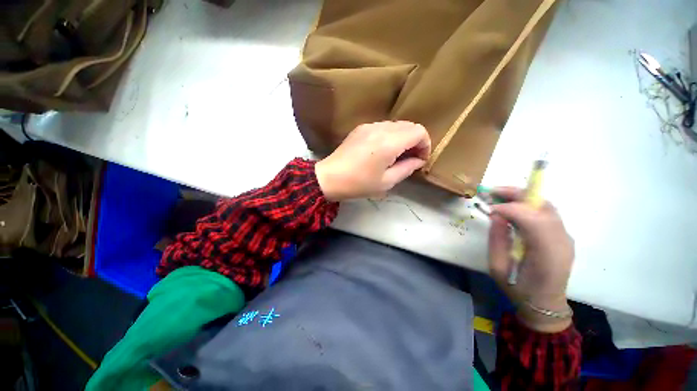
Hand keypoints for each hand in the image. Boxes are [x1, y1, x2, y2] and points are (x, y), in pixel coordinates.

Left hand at [315, 121, 430, 201]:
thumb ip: (407, 168)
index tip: (420, 159)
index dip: (425, 144)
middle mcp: (381, 128)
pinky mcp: (361, 128)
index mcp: (389, 142)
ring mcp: (369, 126)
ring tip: (397, 155)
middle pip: (409, 125)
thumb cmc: (359, 184)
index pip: (419, 131)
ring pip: (397, 125)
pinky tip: (383, 150)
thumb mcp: (386, 182)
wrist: (330, 178)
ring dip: (403, 138)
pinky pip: (383, 127)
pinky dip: (390, 135)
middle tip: (411, 158)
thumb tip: (418, 160)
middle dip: (415, 141)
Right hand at [488, 187, 574, 332]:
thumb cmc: (518, 289)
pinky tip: (512, 207)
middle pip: (543, 206)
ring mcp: (565, 237)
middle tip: (491, 191)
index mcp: (546, 255)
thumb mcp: (498, 267)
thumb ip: (497, 239)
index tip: (489, 207)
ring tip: (499, 196)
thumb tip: (496, 215)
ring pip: (546, 206)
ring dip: (521, 197)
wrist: (544, 305)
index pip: (533, 219)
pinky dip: (528, 204)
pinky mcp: (562, 236)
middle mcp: (562, 241)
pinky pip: (546, 212)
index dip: (510, 208)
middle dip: (516, 194)